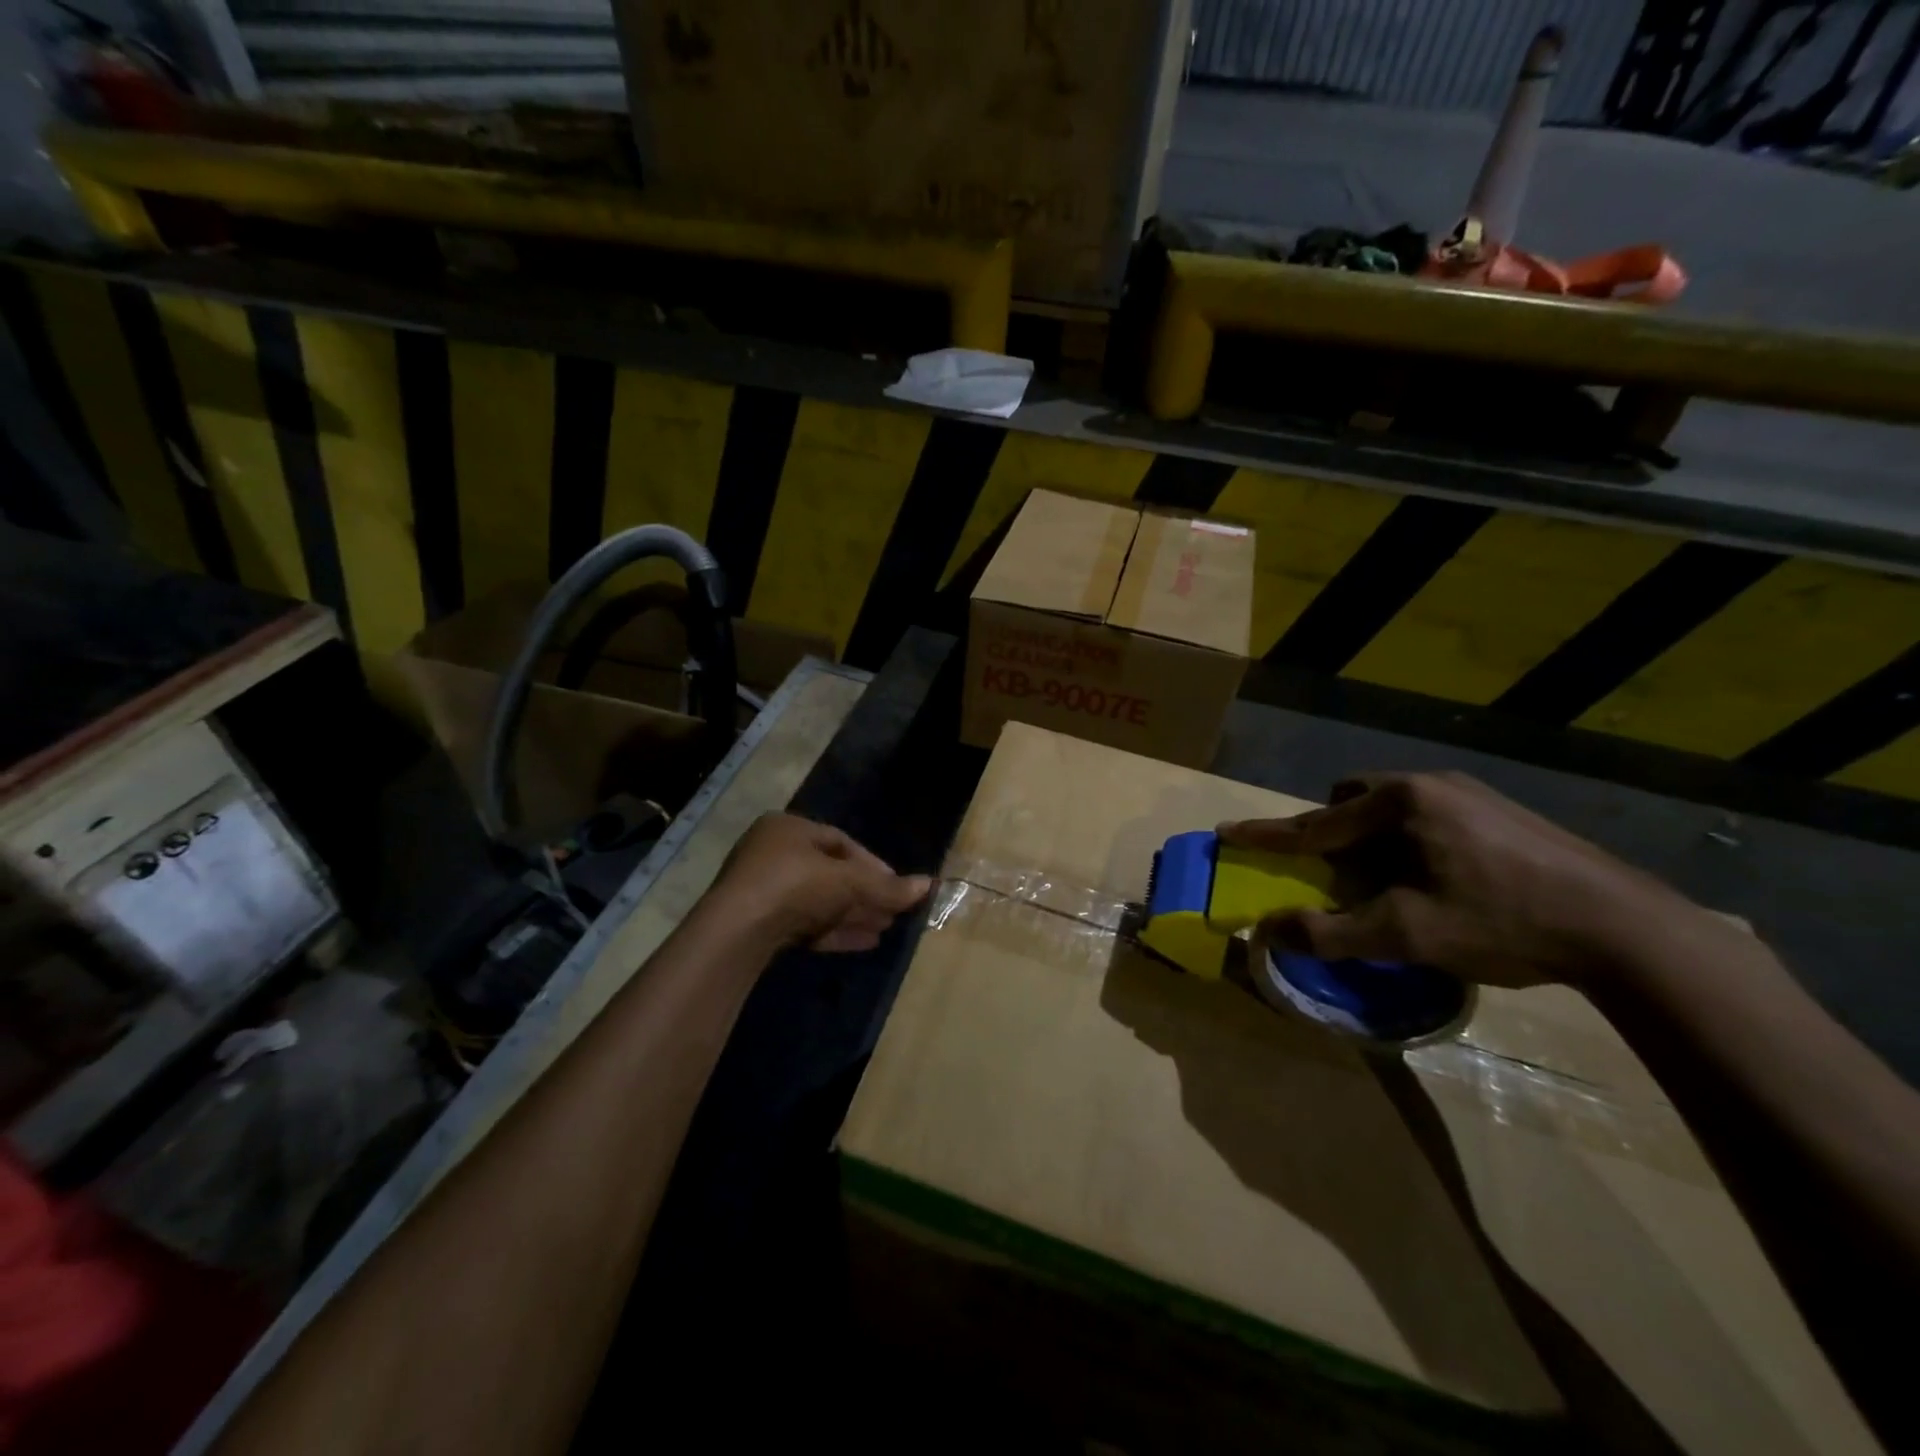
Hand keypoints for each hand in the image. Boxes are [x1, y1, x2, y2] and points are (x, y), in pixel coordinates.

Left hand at [708, 814, 930, 953]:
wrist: (737, 933)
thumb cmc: (795, 886)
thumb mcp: (848, 883)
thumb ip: (888, 887)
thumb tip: (930, 885)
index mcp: (788, 828)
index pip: (840, 842)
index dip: (873, 864)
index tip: (896, 885)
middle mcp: (772, 853)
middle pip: (831, 874)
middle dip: (865, 893)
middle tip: (893, 910)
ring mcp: (763, 891)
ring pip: (819, 901)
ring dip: (853, 914)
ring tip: (885, 929)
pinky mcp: (758, 924)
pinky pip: (805, 924)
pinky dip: (834, 931)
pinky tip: (864, 943)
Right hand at [1218, 772, 1700, 987]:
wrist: (1629, 930)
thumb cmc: (1503, 922)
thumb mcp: (1407, 934)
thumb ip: (1331, 932)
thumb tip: (1269, 931)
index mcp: (1402, 802)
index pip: (1316, 823)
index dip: (1266, 835)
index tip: (1226, 832)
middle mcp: (1431, 784)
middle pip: (1353, 801)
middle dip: (1333, 834)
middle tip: (1339, 875)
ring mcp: (1472, 793)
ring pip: (1393, 808)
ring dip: (1374, 841)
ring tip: (1394, 884)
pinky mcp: (1501, 811)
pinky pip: (1428, 816)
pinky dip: (1410, 843)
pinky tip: (1442, 882)